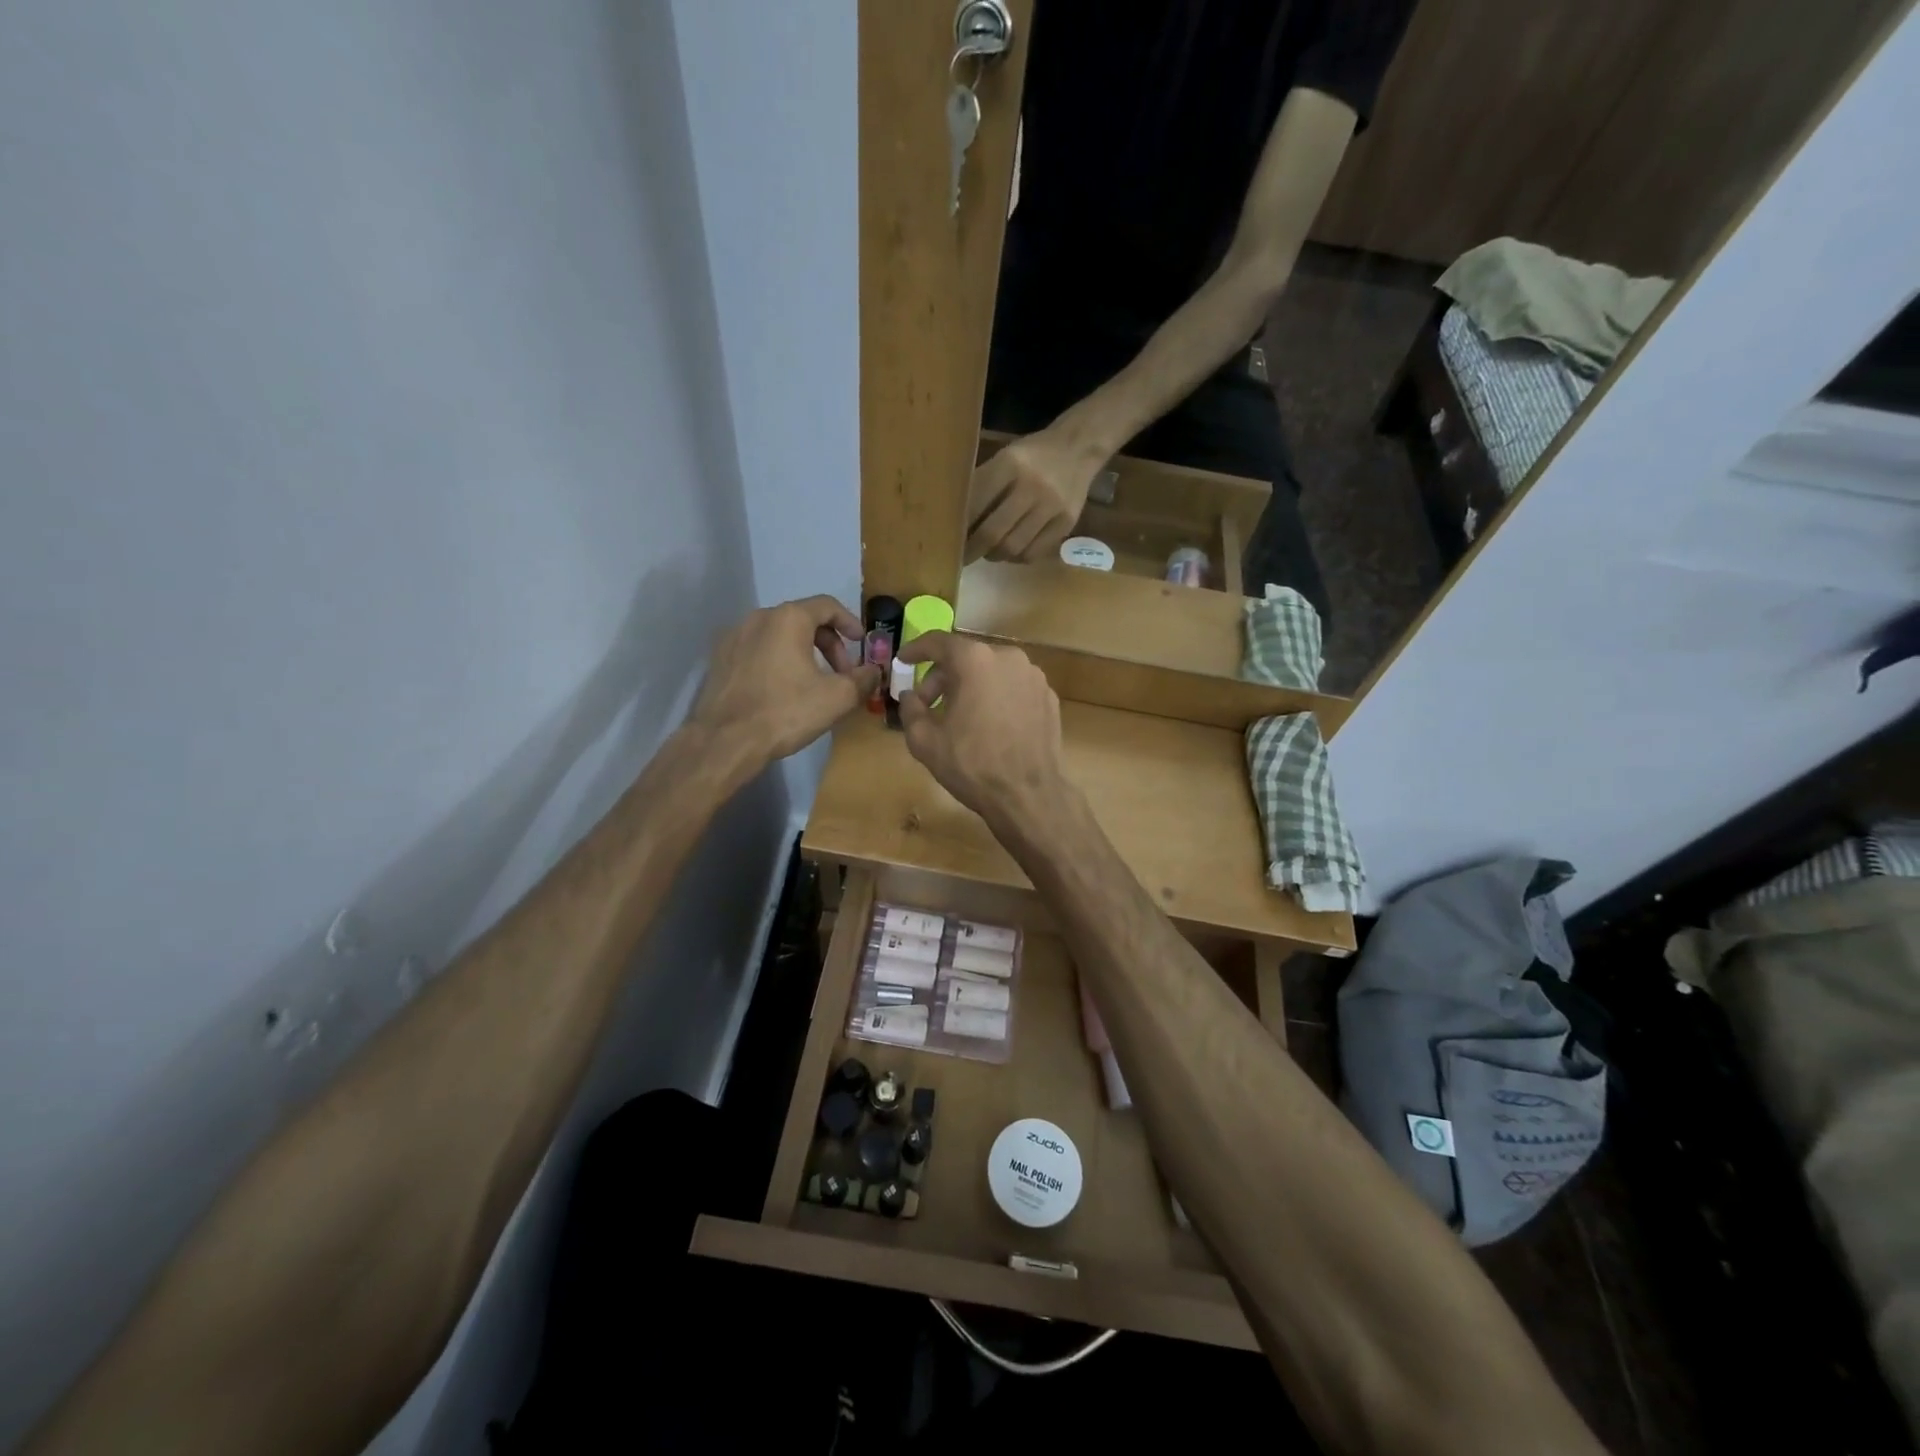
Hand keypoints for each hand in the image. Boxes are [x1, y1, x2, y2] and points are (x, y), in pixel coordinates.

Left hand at [691, 596, 877, 766]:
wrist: (725, 740)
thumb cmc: (785, 712)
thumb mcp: (837, 697)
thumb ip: (862, 679)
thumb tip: (874, 671)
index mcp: (789, 618)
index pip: (827, 605)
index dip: (850, 622)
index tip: (861, 643)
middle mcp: (759, 617)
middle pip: (803, 620)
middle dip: (829, 644)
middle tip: (842, 673)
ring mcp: (734, 636)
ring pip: (779, 635)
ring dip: (803, 652)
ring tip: (813, 682)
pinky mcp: (719, 658)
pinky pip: (758, 649)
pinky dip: (778, 660)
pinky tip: (782, 689)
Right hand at [896, 631, 1068, 828]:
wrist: (1029, 794)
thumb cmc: (972, 765)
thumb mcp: (925, 741)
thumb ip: (911, 710)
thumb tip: (910, 696)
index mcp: (975, 661)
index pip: (938, 642)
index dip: (916, 649)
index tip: (903, 660)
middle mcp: (1008, 657)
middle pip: (966, 658)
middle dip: (942, 678)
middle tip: (928, 705)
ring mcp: (1033, 676)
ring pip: (992, 671)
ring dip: (971, 687)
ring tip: (960, 717)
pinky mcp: (1049, 696)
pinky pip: (1013, 688)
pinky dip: (997, 697)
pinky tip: (990, 726)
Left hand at [965, 428, 1107, 563]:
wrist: (1078, 448)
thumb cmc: (1031, 456)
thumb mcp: (1004, 458)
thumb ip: (983, 485)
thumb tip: (955, 520)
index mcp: (1010, 464)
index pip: (976, 503)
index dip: (960, 526)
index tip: (949, 539)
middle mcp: (1032, 486)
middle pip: (993, 532)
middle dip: (973, 550)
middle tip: (964, 556)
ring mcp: (1052, 506)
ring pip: (1013, 547)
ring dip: (995, 555)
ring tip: (989, 552)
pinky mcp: (1066, 522)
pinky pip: (1034, 553)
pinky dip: (1017, 557)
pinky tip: (1011, 551)